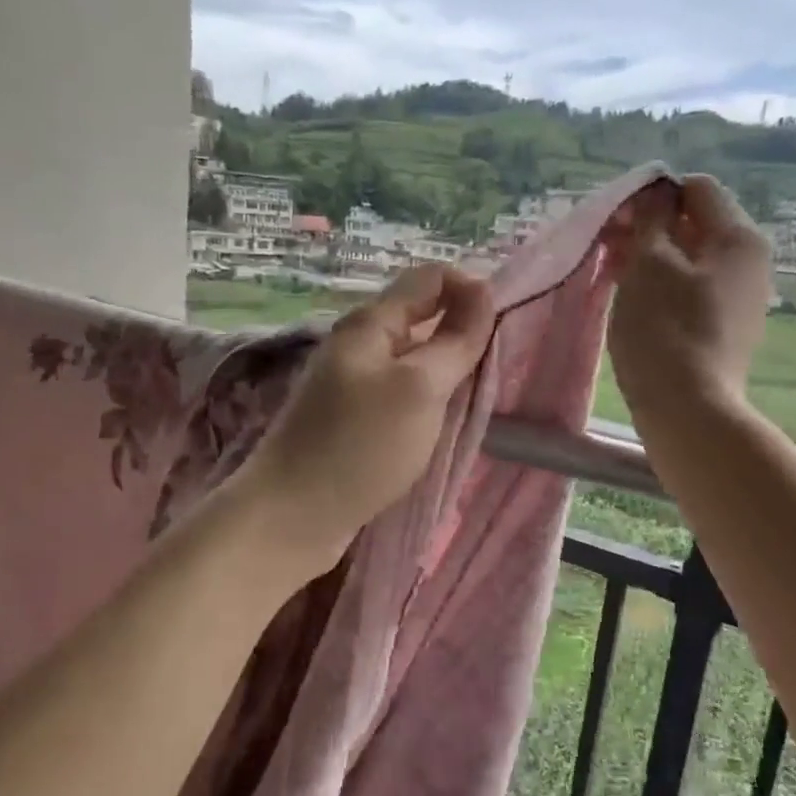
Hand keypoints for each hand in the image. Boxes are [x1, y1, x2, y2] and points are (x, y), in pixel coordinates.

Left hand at [231, 266, 495, 572]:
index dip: (471, 291)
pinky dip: (425, 400)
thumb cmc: (360, 446)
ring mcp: (350, 383)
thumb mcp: (419, 388)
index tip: (502, 330)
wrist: (292, 516)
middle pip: (421, 318)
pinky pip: (399, 394)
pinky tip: (440, 423)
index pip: (430, 279)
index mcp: (369, 323)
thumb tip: (483, 293)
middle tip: (494, 370)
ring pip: (412, 359)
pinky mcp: (350, 419)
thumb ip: (455, 340)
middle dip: (461, 334)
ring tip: (474, 399)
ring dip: (445, 371)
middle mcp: (357, 345)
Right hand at [606, 175, 771, 426]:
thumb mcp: (649, 264)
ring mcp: (741, 299)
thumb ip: (650, 219)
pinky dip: (663, 288)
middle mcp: (750, 263)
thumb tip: (655, 192)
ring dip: (652, 260)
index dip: (653, 197)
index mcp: (739, 237)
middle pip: (696, 225)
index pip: (697, 190)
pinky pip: (692, 292)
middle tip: (607, 249)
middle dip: (650, 229)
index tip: (617, 222)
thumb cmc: (664, 329)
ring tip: (614, 276)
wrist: (688, 410)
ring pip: (691, 261)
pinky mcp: (726, 330)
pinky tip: (635, 305)